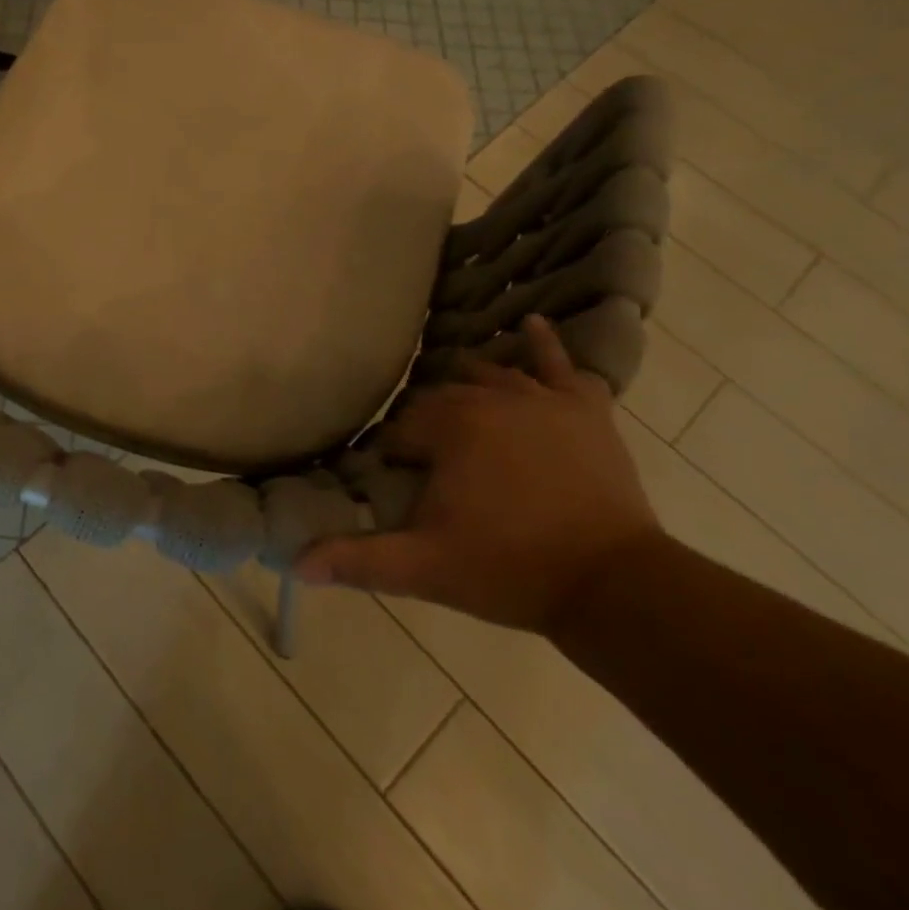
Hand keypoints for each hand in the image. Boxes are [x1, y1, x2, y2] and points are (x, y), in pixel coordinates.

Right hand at [297, 315, 659, 631]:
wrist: (612, 584)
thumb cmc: (509, 569)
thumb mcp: (423, 568)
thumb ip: (357, 559)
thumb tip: (296, 564)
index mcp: (450, 427)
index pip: (402, 427)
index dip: (395, 454)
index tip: (398, 481)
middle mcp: (491, 398)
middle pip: (442, 397)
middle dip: (428, 423)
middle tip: (430, 461)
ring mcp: (542, 399)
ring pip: (490, 376)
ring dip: (470, 388)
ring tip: (461, 409)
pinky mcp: (585, 410)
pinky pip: (561, 366)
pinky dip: (543, 346)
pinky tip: (530, 326)